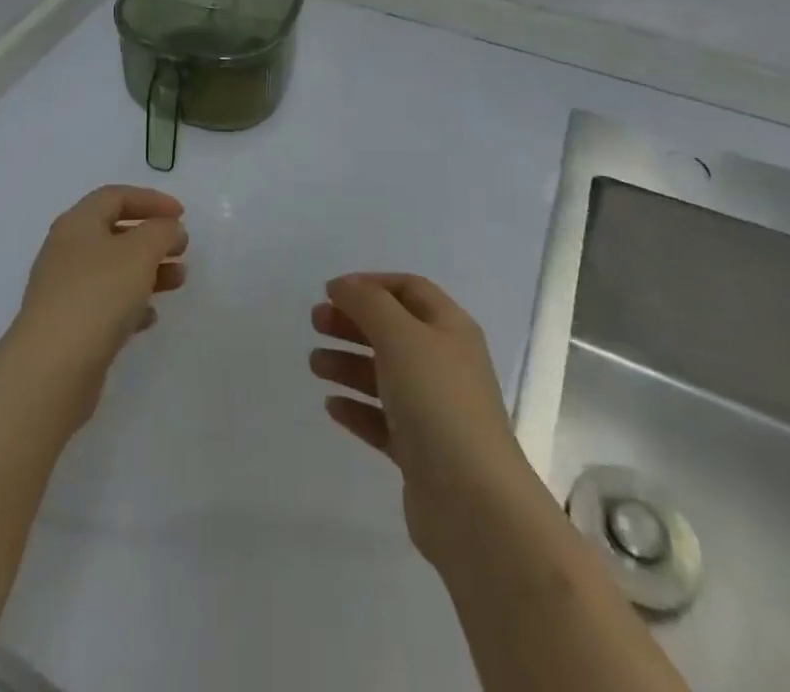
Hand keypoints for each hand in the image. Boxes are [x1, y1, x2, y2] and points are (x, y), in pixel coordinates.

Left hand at [9, 186, 187, 423]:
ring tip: (178, 281)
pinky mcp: (69, 326)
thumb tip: (168, 229)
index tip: (182, 215)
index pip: (115, 196)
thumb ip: (161, 231)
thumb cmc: (98, 295)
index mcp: (78, 224)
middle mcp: (67, 251)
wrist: (51, 369)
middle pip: (114, 232)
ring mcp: (65, 291)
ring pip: (113, 270)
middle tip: (182, 248)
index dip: (151, 199)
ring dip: (148, 270)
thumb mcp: (140, 252)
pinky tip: (150, 317)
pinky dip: (131, 304)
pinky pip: (105, 304)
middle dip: (152, 238)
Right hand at [310, 273, 533, 564]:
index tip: (331, 291)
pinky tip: (331, 406)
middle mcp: (445, 363)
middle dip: (353, 322)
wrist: (474, 505)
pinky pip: (383, 419)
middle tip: (315, 323)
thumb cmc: (438, 403)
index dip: (370, 284)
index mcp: (450, 328)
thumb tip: (344, 285)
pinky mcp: (422, 452)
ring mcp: (435, 410)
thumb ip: (368, 303)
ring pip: (385, 375)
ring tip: (314, 365)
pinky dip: (357, 408)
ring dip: (349, 363)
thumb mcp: (400, 337)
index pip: (409, 289)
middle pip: (394, 330)